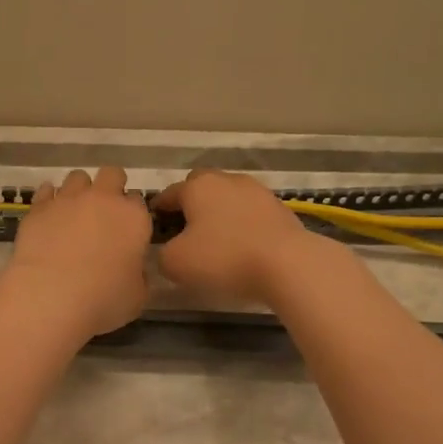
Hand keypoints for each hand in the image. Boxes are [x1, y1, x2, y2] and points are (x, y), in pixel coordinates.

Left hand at [0, 167, 152, 339]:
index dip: (133, 214)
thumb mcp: (137, 295)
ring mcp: (68, 199)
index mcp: (134, 217)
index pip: (139, 202)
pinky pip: (47, 190)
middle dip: (111, 186)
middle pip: (112, 174)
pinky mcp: (39, 207)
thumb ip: (138, 275)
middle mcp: (103, 199)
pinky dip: (50, 198)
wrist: (50, 295)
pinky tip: (50, 214)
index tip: (127, 230)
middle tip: (105, 212)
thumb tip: (133, 269)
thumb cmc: (102, 299)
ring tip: (74, 212)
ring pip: (78, 177)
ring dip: (80, 190)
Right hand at [151, 170, 323, 303]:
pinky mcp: (279, 207)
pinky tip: (242, 245)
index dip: (158, 212)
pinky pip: (249, 212)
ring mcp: (256, 190)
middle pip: (200, 187)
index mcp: (197, 187)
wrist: (288, 264)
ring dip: (219, 213)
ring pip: (228, 197)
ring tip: (216, 239)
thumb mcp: (176, 263)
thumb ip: (161, 254)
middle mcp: (226, 179)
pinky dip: (242, 223)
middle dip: (191, 204)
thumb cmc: (224, 258)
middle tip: (186, 231)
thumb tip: (168, 250)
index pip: (168, 194)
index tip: (154, 229)